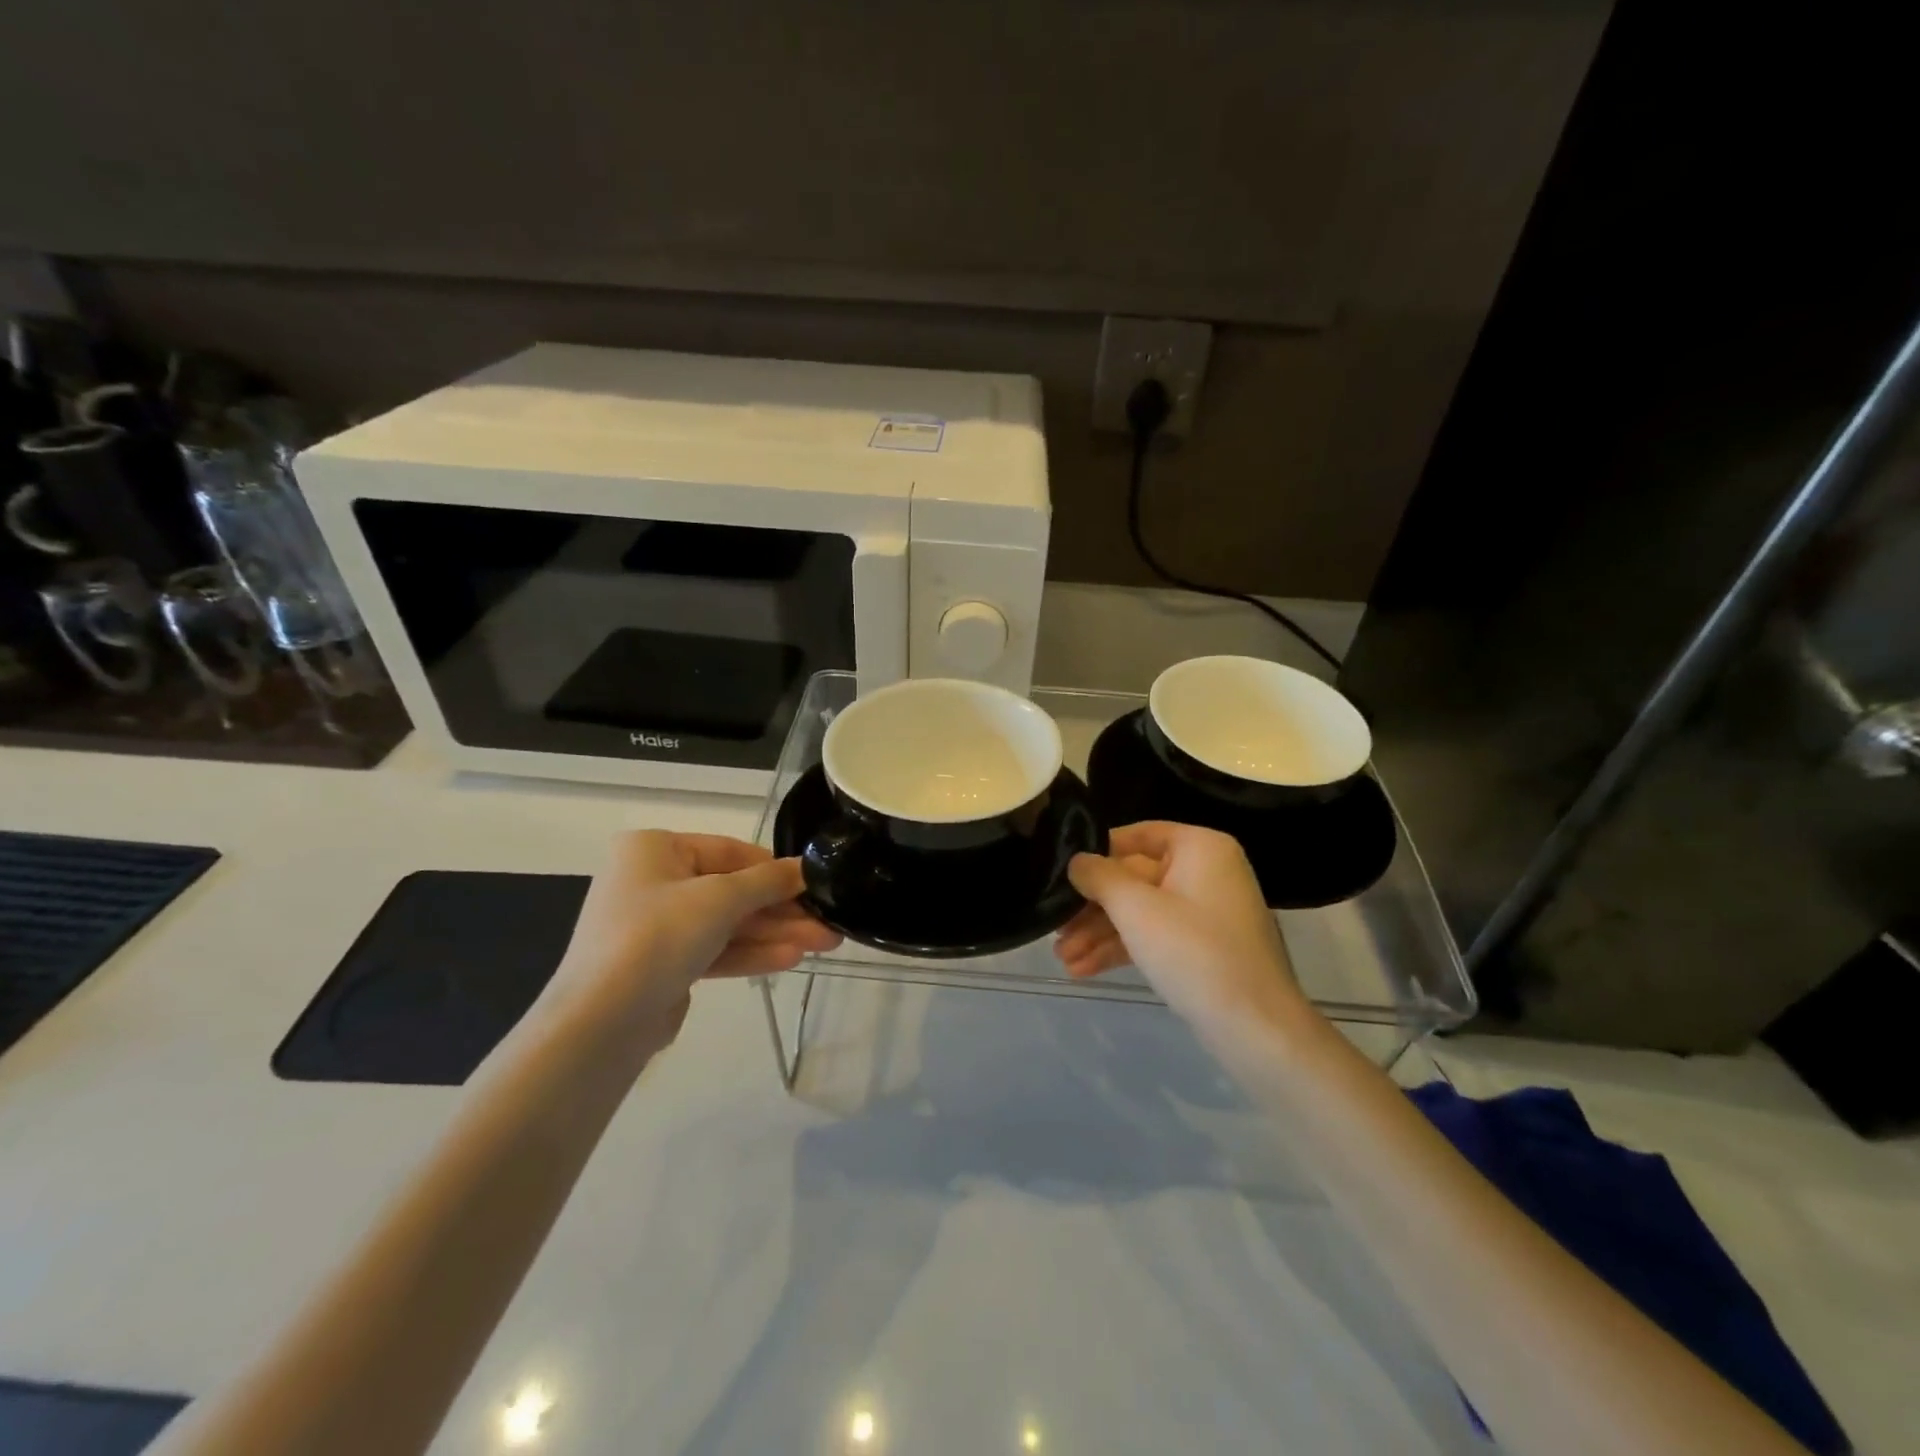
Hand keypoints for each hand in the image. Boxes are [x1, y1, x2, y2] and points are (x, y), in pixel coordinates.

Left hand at [548, 831, 840, 1044]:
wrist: (601, 1022)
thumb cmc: (658, 936)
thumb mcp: (720, 898)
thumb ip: (768, 881)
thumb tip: (806, 868)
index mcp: (654, 849)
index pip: (730, 851)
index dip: (775, 868)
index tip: (815, 883)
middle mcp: (652, 881)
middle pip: (732, 891)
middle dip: (781, 909)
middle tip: (828, 922)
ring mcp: (656, 926)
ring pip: (727, 924)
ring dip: (774, 933)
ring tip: (824, 943)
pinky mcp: (662, 965)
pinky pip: (714, 950)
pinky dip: (750, 953)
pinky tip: (791, 959)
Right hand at [1054, 822, 1304, 1032]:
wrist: (1256, 1029)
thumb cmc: (1194, 952)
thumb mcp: (1136, 909)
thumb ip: (1099, 877)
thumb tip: (1076, 861)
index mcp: (1200, 847)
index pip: (1137, 835)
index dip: (1097, 854)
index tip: (1061, 874)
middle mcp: (1205, 871)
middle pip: (1134, 877)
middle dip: (1092, 908)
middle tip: (1055, 928)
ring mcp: (1206, 911)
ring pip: (1141, 911)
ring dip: (1100, 933)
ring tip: (1063, 959)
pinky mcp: (1203, 947)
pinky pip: (1155, 935)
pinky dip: (1122, 948)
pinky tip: (1084, 969)